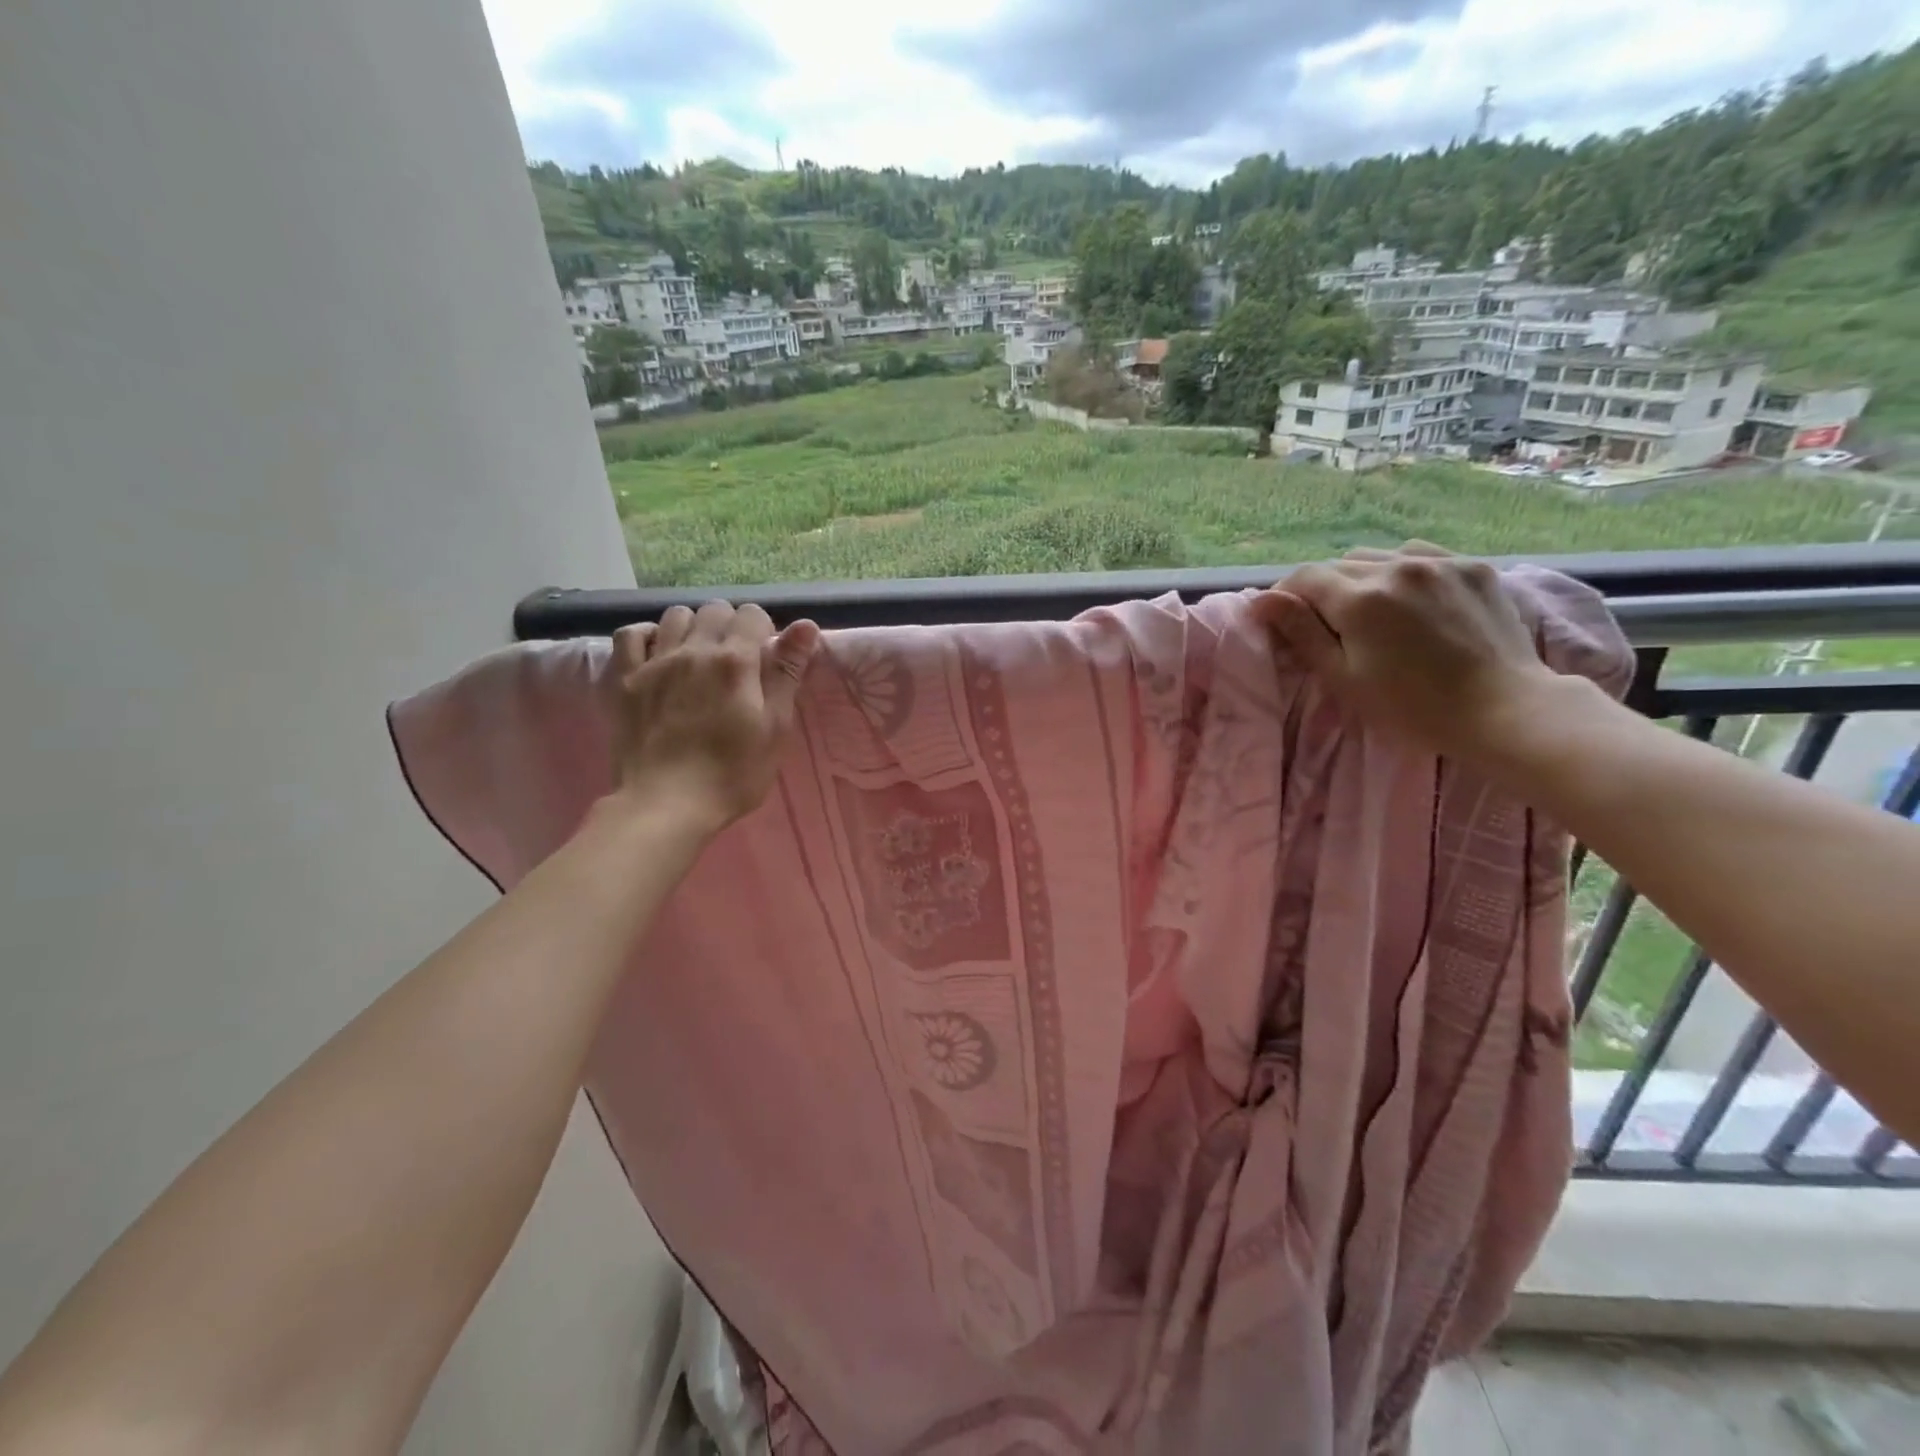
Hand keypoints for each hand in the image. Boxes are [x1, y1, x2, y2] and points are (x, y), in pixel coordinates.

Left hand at [605, 601, 821, 832]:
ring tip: (697, 657)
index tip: (764, 659)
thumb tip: (805, 624)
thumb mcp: (775, 727)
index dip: (763, 631)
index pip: (752, 615)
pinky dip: (647, 636)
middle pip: (715, 609)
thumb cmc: (733, 773)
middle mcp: (694, 650)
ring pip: (675, 616)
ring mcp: (654, 662)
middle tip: (733, 661)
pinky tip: (658, 653)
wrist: (666, 805)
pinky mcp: (624, 679)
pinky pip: (629, 634)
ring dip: (692, 627)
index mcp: (736, 661)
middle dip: (729, 626)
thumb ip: (787, 672)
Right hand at [1251, 542, 1557, 764]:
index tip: (1283, 619)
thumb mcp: (1343, 677)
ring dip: (1362, 577)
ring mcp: (1439, 563)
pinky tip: (1410, 596)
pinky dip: (1402, 570)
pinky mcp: (1472, 567)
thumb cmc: (1411, 706)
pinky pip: (1420, 555)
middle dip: (1324, 590)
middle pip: (1339, 565)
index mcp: (1360, 599)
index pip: (1304, 577)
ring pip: (1378, 556)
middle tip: (1329, 626)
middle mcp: (1396, 567)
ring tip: (1371, 610)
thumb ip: (1301, 632)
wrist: (1503, 709)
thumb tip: (1261, 600)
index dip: (1285, 595)